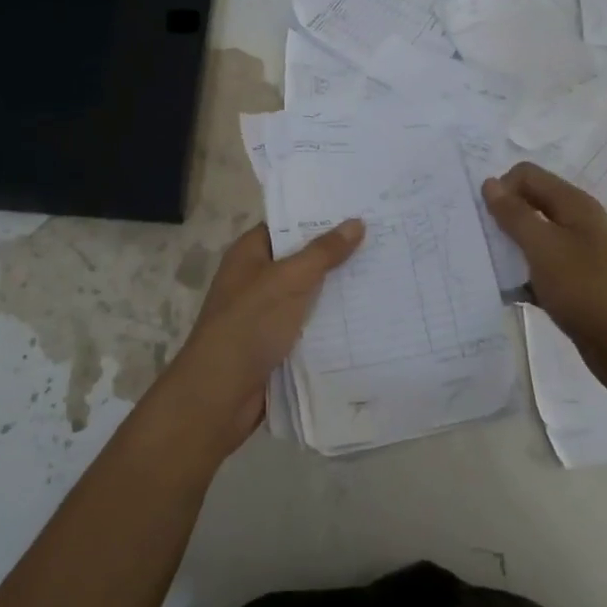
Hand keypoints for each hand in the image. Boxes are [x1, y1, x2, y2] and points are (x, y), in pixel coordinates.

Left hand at [146, 220, 363, 461]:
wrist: (220, 395)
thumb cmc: (248, 325)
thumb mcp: (288, 280)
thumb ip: (323, 252)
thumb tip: (356, 222)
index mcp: (249, 254)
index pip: (288, 225)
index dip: (320, 217)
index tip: (360, 210)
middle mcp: (257, 279)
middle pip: (302, 259)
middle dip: (338, 254)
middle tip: (384, 240)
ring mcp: (267, 313)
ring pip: (310, 294)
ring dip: (339, 290)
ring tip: (386, 274)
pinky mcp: (278, 344)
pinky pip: (311, 325)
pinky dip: (333, 322)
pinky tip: (369, 317)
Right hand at [483, 162, 606, 405]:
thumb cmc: (587, 290)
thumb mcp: (544, 247)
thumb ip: (515, 215)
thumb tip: (490, 183)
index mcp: (574, 204)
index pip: (527, 175)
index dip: (501, 189)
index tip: (481, 218)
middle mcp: (577, 223)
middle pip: (530, 205)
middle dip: (501, 218)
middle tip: (477, 242)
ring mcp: (579, 255)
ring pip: (533, 240)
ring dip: (509, 250)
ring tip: (485, 269)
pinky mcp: (576, 285)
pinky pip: (540, 270)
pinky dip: (522, 277)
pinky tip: (504, 294)